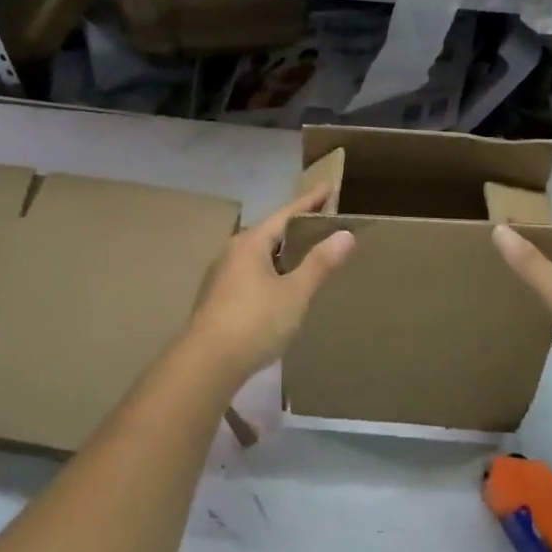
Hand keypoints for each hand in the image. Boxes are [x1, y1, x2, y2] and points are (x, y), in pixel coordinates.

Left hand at [186, 190, 355, 381]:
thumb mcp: (294, 292)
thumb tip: (345, 235)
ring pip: (259, 256)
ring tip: (307, 255)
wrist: (207, 363)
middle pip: (270, 233)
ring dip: (283, 254)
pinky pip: (252, 276)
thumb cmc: (254, 321)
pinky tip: (283, 288)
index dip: (310, 201)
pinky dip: (272, 273)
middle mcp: (232, 253)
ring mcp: (222, 277)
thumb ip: (319, 264)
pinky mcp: (218, 300)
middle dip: (296, 228)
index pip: (286, 214)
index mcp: (250, 243)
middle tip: (323, 223)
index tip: (330, 187)